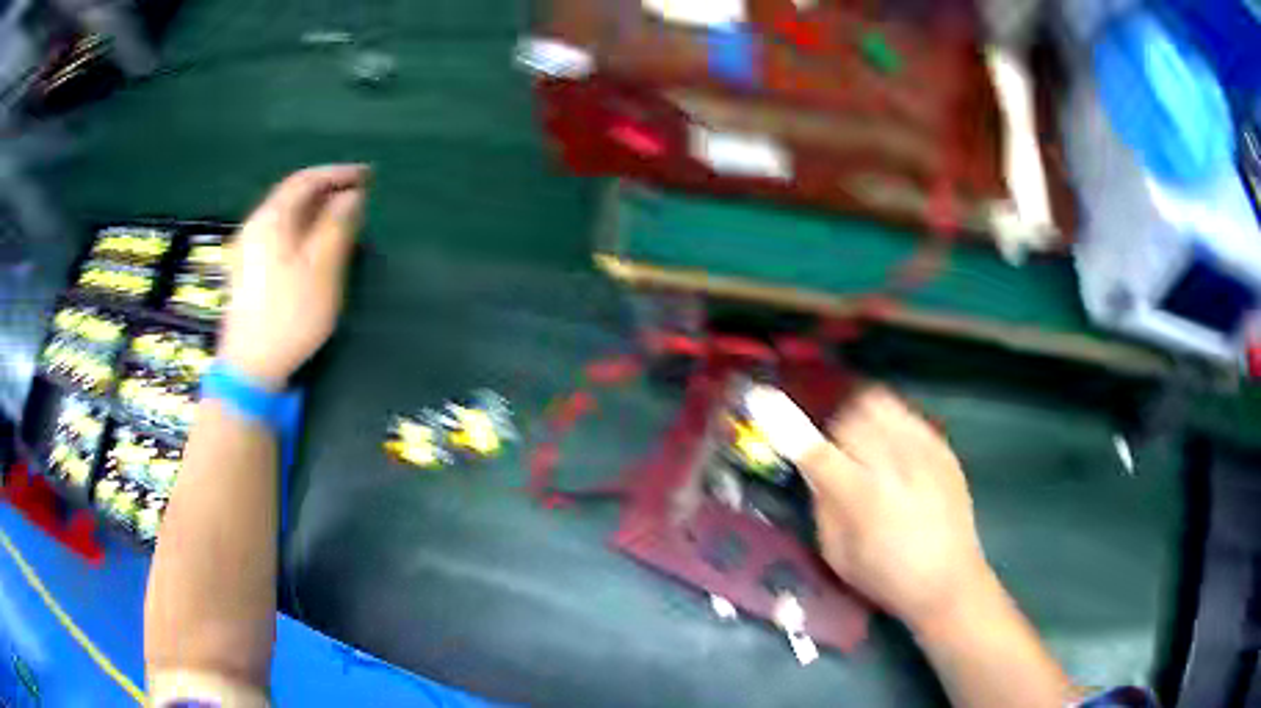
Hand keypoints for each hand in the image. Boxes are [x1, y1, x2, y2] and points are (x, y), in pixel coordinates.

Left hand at [220, 165, 367, 388]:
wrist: (249, 367)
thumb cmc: (289, 316)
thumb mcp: (322, 269)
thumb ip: (338, 226)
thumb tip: (352, 196)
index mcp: (270, 219)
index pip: (305, 180)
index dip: (337, 173)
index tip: (368, 176)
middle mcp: (254, 226)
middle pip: (291, 195)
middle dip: (326, 190)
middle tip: (358, 195)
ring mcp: (246, 249)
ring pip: (284, 216)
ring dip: (314, 210)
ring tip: (341, 217)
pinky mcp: (246, 271)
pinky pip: (278, 235)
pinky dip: (301, 228)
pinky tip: (313, 244)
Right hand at [795, 387, 991, 631]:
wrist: (949, 580)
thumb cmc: (885, 578)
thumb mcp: (838, 554)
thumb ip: (823, 504)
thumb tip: (816, 468)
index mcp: (861, 498)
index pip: (815, 450)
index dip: (784, 422)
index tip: (761, 398)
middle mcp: (894, 465)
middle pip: (851, 415)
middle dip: (838, 430)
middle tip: (842, 455)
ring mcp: (924, 452)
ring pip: (881, 404)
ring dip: (865, 419)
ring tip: (870, 448)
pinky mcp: (944, 449)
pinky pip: (908, 415)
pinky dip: (892, 425)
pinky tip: (898, 454)